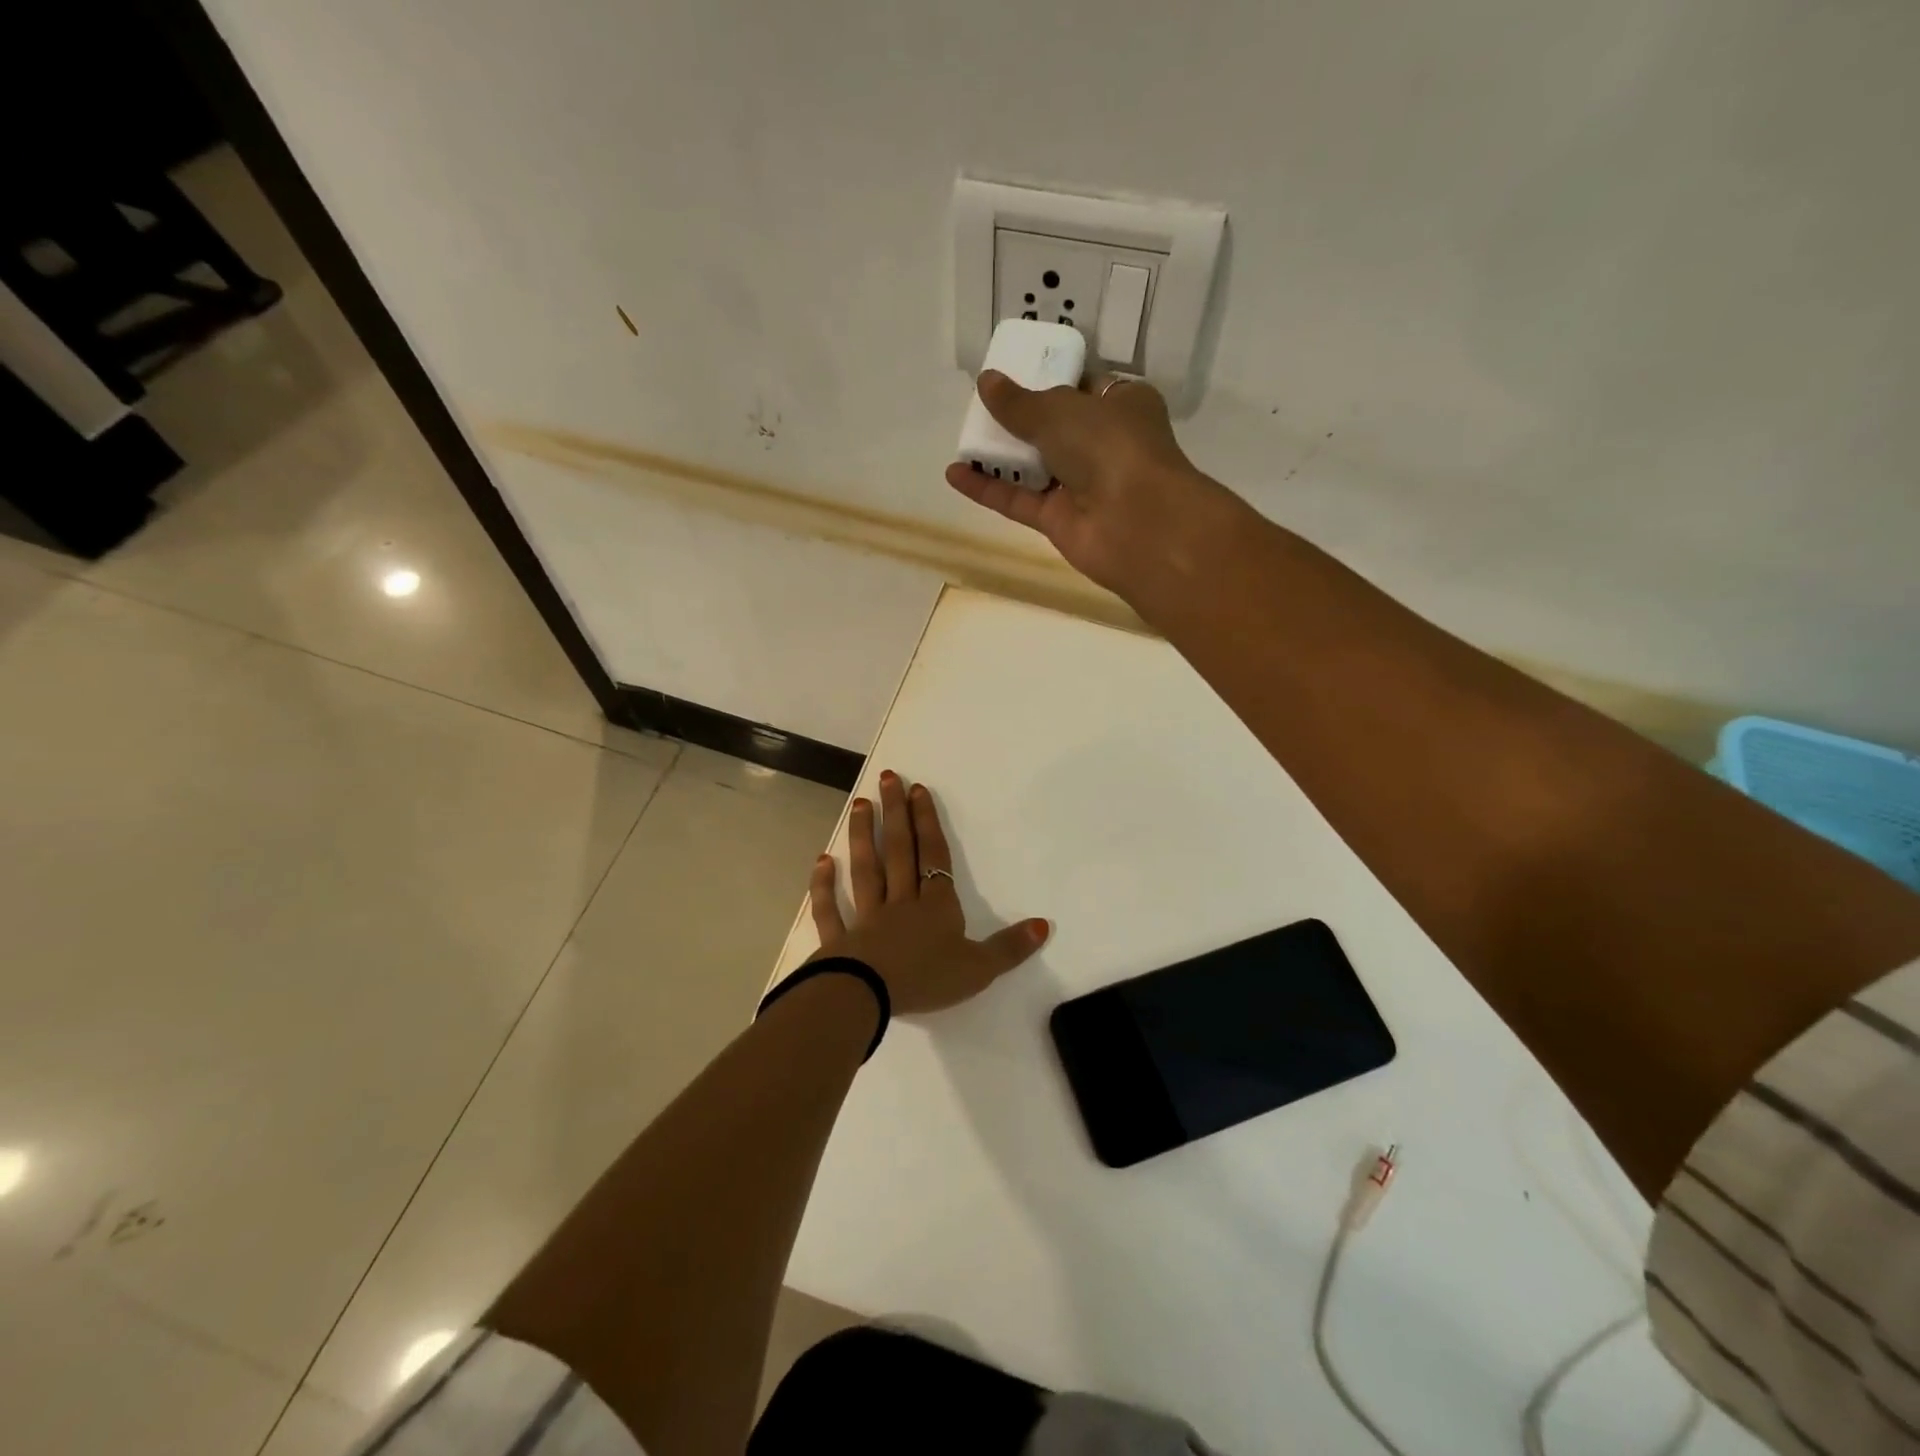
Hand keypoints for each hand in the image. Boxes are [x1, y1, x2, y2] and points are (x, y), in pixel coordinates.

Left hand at [807, 770, 1048, 1014]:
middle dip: (895, 814)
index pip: (933, 856)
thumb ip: (1010, 947)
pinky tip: (822, 861)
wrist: (869, 997)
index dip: (927, 822)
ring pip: (865, 870)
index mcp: (935, 907)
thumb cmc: (926, 979)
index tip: (918, 789)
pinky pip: (830, 910)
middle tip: (887, 779)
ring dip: (862, 837)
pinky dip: (824, 887)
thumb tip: (1044, 925)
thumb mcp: (979, 969)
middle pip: (898, 851)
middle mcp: (900, 903)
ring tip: (859, 804)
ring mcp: (866, 919)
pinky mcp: (839, 940)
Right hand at [944, 370, 1241, 597]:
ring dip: (1000, 455)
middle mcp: (1104, 444)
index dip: (1048, 380)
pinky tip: (954, 474)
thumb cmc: (1110, 446)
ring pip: (1035, 467)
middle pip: (1055, 428)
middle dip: (1020, 419)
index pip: (1082, 387)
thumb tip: (986, 382)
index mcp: (1122, 404)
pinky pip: (1018, 500)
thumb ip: (1019, 402)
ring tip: (962, 437)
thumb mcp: (1060, 409)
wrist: (1137, 522)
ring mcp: (1082, 486)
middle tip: (980, 407)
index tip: (1012, 375)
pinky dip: (988, 488)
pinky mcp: (1060, 521)